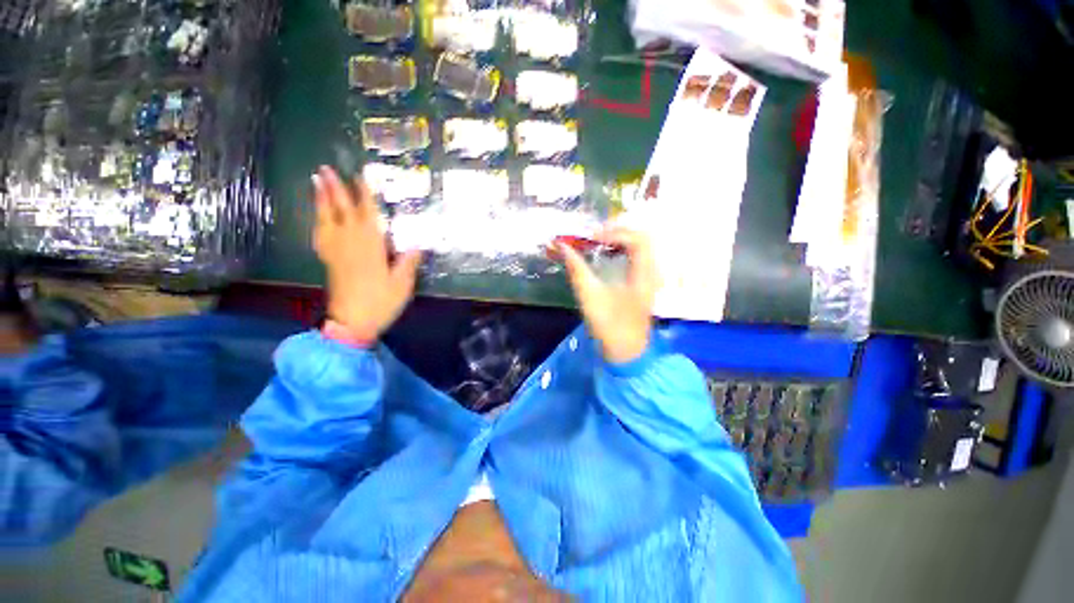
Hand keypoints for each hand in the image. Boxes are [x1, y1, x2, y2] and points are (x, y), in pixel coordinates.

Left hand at [312, 166, 421, 342]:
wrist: (351, 323)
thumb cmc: (380, 302)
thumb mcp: (402, 284)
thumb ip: (408, 262)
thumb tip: (418, 245)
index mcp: (370, 246)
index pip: (367, 214)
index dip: (365, 194)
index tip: (361, 175)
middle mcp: (350, 243)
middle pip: (341, 211)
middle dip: (334, 189)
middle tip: (326, 168)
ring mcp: (336, 251)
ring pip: (326, 219)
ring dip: (321, 199)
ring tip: (315, 181)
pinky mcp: (328, 261)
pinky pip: (320, 235)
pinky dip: (317, 221)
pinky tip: (317, 217)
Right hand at [560, 227, 656, 363]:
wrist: (625, 353)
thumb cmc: (609, 326)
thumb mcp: (590, 296)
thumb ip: (576, 268)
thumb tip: (562, 246)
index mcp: (644, 275)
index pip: (637, 239)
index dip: (614, 233)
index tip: (591, 238)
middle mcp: (651, 272)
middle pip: (641, 238)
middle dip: (616, 232)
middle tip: (593, 236)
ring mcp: (649, 278)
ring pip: (639, 247)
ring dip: (618, 240)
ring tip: (596, 242)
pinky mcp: (643, 284)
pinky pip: (635, 257)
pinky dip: (620, 251)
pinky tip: (605, 255)